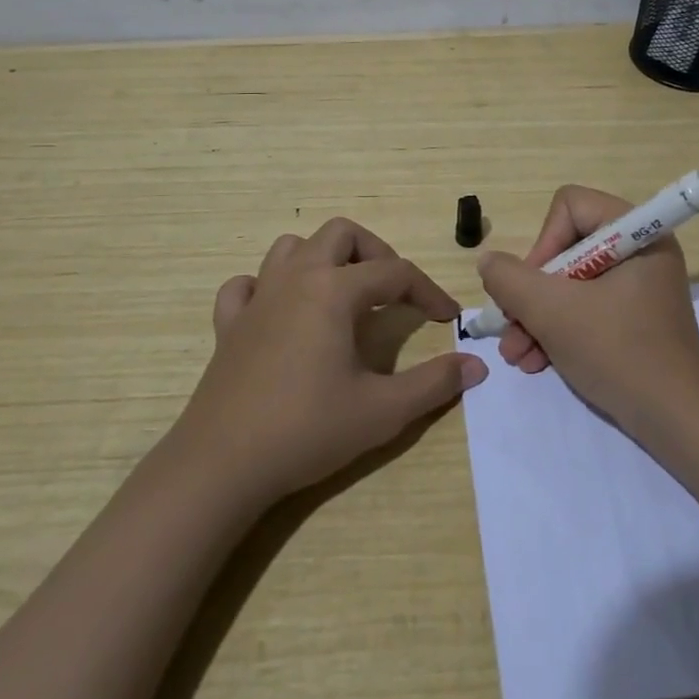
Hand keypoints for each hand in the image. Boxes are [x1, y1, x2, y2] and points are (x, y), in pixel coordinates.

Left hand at [177, 218, 486, 507]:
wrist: (222, 465)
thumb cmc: (307, 430)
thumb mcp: (383, 411)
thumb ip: (434, 384)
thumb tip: (476, 365)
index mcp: (334, 290)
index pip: (395, 272)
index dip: (428, 291)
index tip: (448, 319)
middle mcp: (295, 279)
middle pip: (341, 234)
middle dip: (376, 253)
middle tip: (393, 292)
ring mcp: (257, 298)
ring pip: (291, 247)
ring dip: (323, 258)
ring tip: (343, 293)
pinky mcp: (228, 325)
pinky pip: (246, 285)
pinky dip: (268, 287)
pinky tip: (281, 313)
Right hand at [476, 185, 698, 435]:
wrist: (676, 421)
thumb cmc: (617, 352)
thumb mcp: (552, 312)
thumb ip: (510, 279)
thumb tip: (489, 261)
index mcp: (637, 233)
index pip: (571, 207)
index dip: (543, 243)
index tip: (533, 288)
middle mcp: (640, 251)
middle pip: (566, 248)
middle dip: (532, 293)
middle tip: (511, 326)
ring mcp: (639, 286)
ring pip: (571, 283)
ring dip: (537, 317)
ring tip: (517, 355)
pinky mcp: (635, 318)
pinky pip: (587, 308)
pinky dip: (559, 330)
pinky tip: (536, 362)